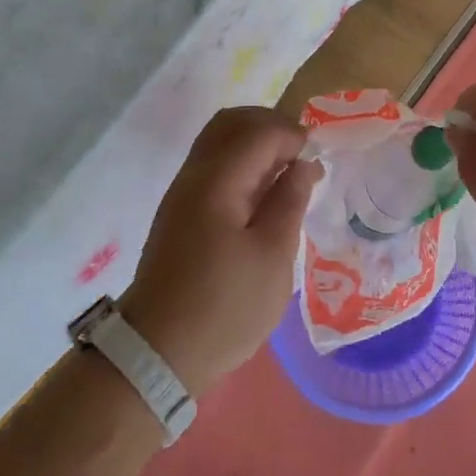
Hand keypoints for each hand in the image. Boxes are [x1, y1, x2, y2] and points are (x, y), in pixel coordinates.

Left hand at [120, 106, 318, 397]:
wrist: (158, 352)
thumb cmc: (224, 307)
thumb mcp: (272, 257)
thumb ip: (289, 201)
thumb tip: (303, 164)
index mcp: (217, 180)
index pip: (258, 131)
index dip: (292, 135)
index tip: (317, 160)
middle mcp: (194, 175)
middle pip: (230, 123)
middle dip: (270, 126)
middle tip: (301, 152)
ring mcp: (182, 192)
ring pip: (218, 141)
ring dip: (254, 142)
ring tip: (285, 171)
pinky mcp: (179, 212)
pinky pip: (212, 165)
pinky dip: (240, 162)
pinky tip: (261, 192)